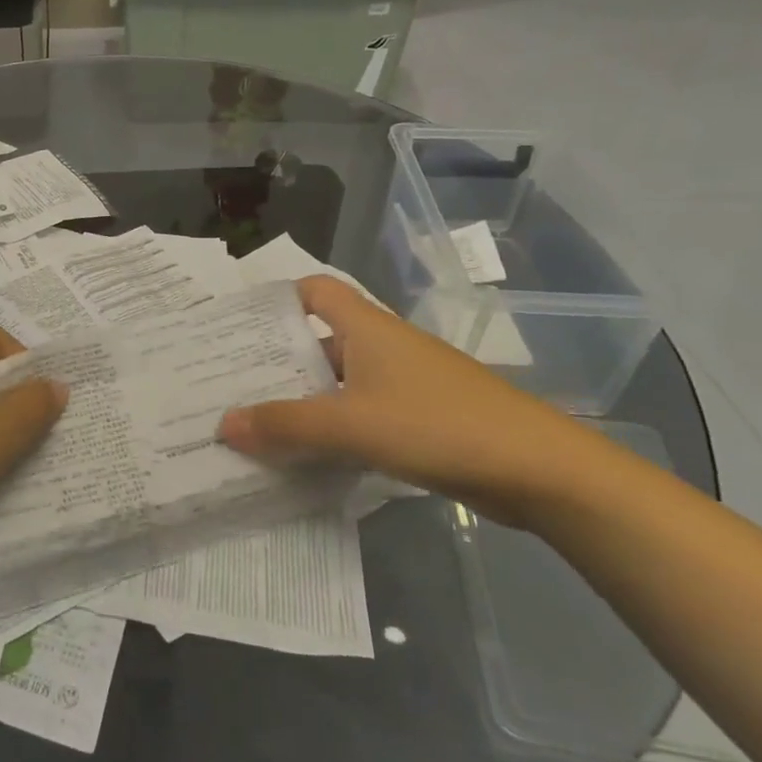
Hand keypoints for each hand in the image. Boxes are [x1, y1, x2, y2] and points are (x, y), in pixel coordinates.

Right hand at [218, 276, 613, 522]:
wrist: (539, 471)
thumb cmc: (439, 425)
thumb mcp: (352, 425)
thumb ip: (285, 425)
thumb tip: (222, 424)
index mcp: (366, 327)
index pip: (313, 291)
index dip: (276, 300)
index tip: (237, 326)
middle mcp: (382, 346)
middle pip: (317, 339)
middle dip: (275, 360)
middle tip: (228, 382)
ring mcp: (403, 383)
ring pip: (337, 381)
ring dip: (302, 398)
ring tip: (255, 422)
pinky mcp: (419, 418)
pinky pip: (359, 412)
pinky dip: (331, 426)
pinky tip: (307, 454)